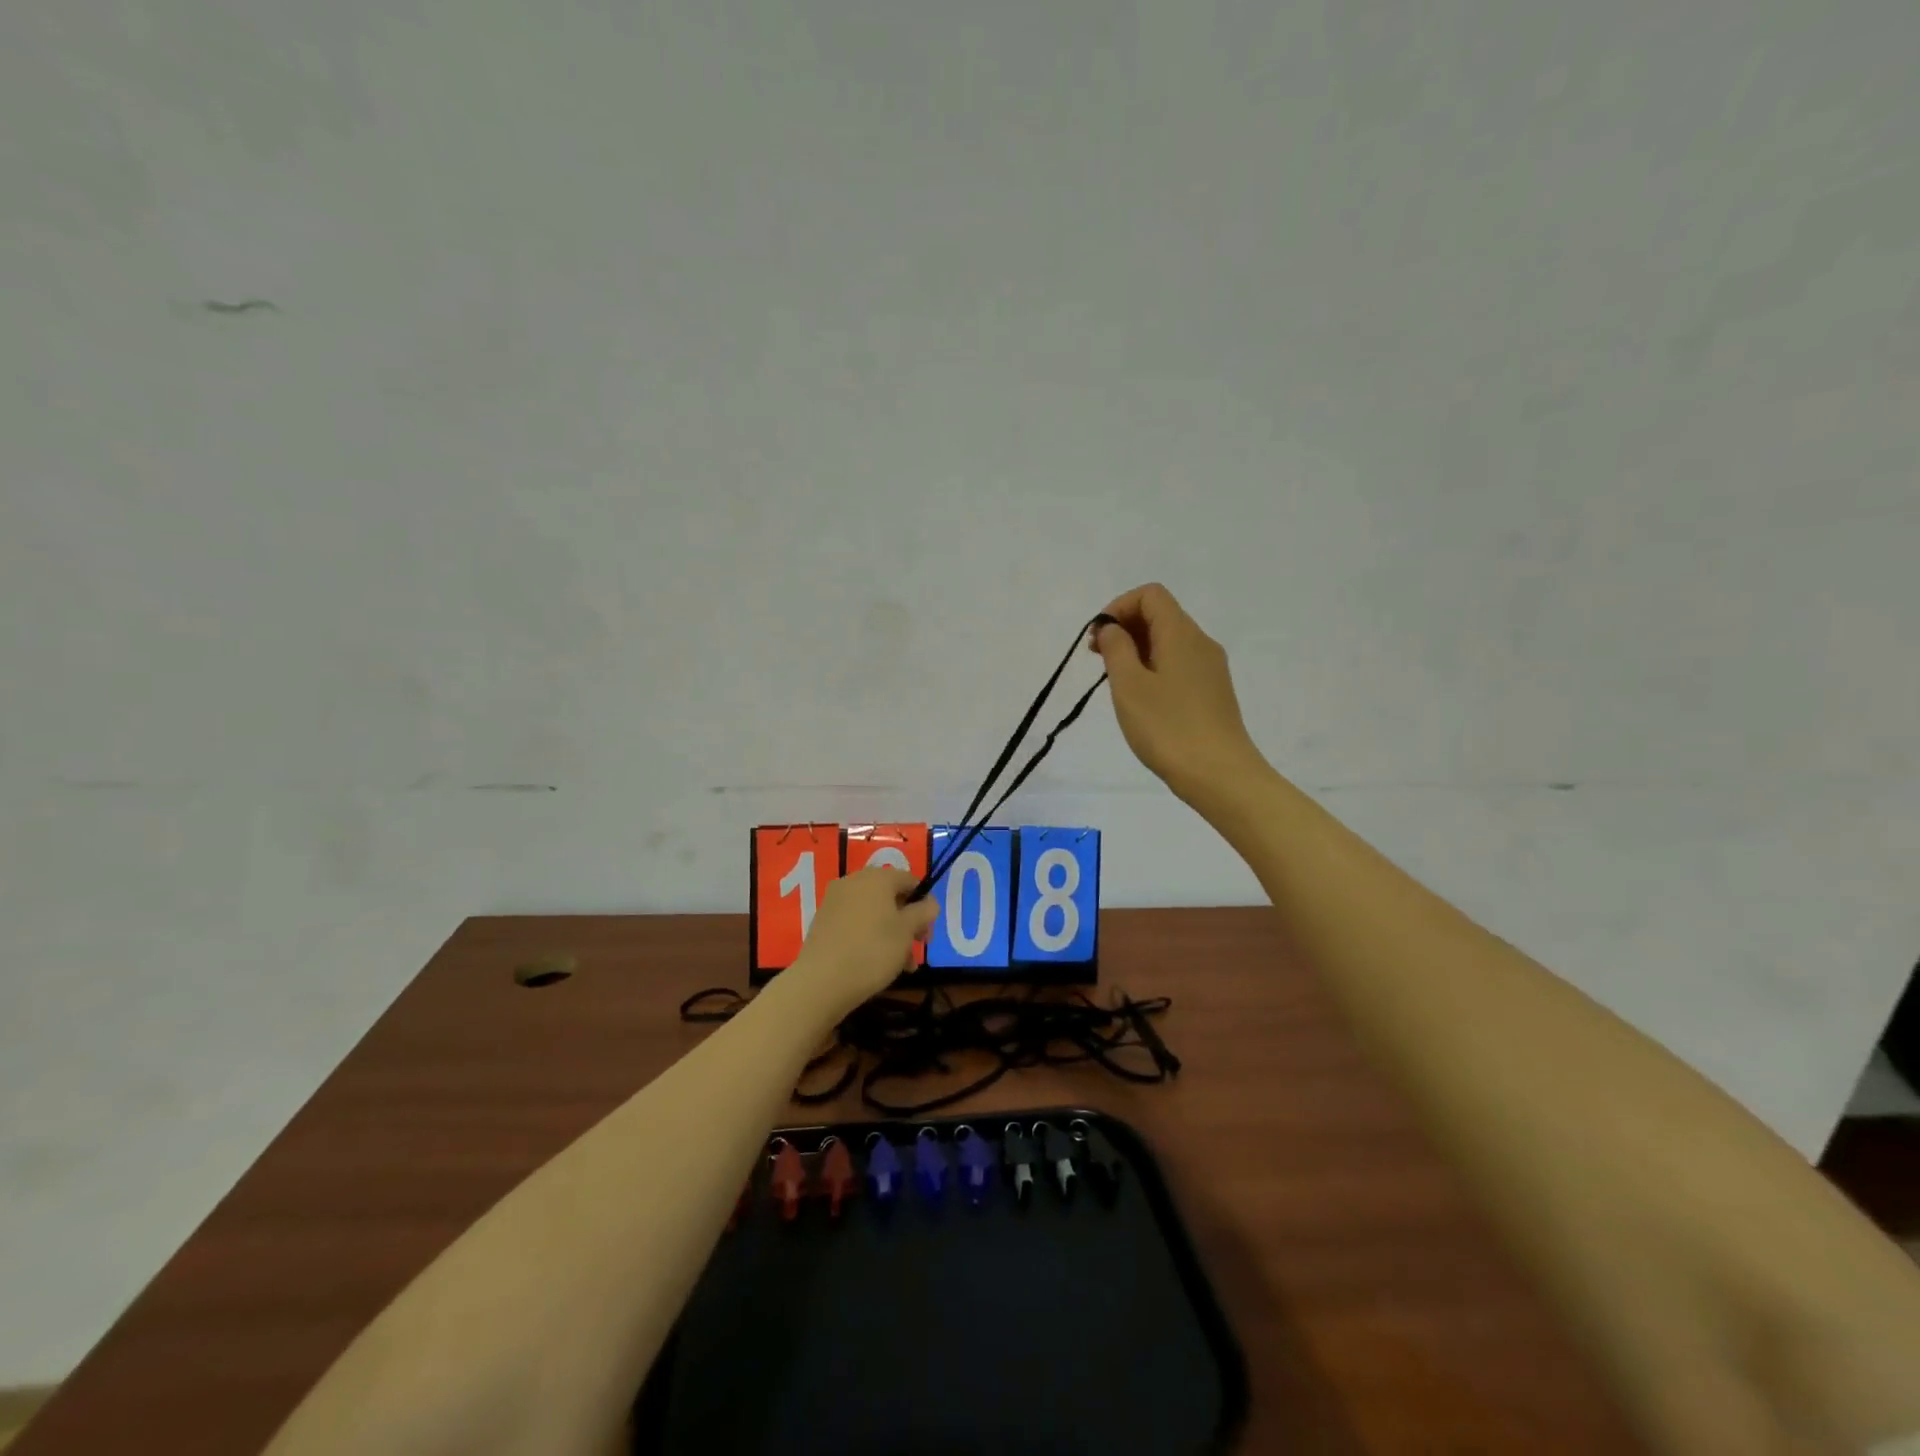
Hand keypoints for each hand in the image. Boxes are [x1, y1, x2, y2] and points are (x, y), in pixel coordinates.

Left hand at [786, 868, 938, 1016]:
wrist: (821, 981)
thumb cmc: (873, 950)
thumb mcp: (907, 931)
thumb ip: (924, 912)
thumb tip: (929, 902)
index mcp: (877, 877)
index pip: (909, 880)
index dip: (924, 904)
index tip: (927, 932)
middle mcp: (854, 881)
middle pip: (890, 897)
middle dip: (907, 923)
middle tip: (916, 949)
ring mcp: (835, 901)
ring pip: (873, 913)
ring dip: (891, 935)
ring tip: (900, 966)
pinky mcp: (823, 921)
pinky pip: (855, 923)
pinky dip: (869, 938)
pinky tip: (875, 964)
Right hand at [1091, 583, 1266, 802]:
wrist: (1219, 774)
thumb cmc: (1168, 727)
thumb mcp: (1129, 686)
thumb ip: (1116, 649)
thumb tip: (1113, 629)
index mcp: (1181, 634)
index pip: (1150, 595)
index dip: (1118, 607)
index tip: (1098, 638)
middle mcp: (1201, 643)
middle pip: (1160, 615)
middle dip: (1125, 628)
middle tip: (1098, 660)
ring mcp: (1210, 669)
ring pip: (1169, 642)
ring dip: (1137, 651)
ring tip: (1116, 683)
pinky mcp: (1213, 692)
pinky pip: (1179, 664)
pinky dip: (1154, 668)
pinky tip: (1142, 700)